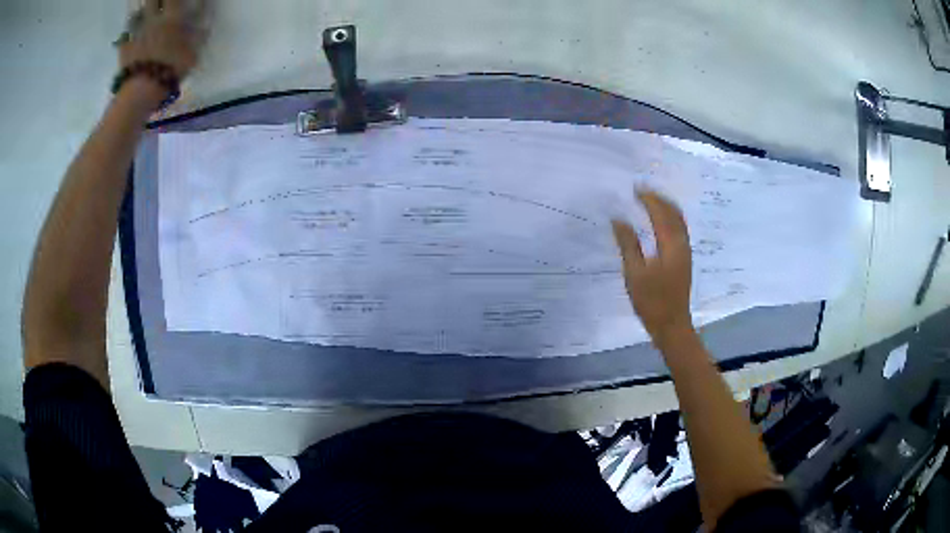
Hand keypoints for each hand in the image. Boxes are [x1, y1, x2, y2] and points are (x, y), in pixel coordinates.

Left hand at [118, 0, 204, 79]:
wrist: (142, 91)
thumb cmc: (170, 70)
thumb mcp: (192, 53)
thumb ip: (197, 36)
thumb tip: (205, 23)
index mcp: (171, 19)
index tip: (175, 0)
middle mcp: (153, 21)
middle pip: (151, 1)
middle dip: (155, 0)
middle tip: (158, 4)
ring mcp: (136, 35)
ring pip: (137, 16)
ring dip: (140, 14)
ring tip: (143, 17)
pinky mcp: (124, 50)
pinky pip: (125, 38)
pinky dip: (127, 36)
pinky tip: (130, 39)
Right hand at [612, 190, 693, 341]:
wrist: (672, 325)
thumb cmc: (652, 301)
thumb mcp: (635, 273)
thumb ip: (628, 243)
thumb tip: (618, 219)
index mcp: (671, 244)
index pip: (660, 212)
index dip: (648, 198)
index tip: (634, 188)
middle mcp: (682, 243)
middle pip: (674, 212)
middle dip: (658, 198)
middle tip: (641, 190)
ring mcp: (685, 251)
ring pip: (679, 220)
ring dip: (665, 207)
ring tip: (649, 200)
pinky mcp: (684, 259)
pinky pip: (679, 229)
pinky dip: (669, 218)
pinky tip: (659, 222)